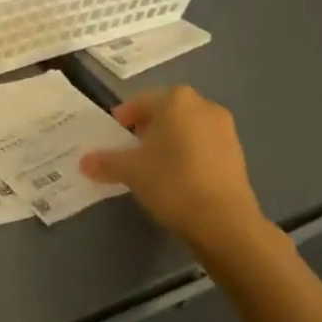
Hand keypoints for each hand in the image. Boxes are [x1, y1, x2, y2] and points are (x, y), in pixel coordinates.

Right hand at [79, 86, 275, 273]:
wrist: (224, 222)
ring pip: (186, 128)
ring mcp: (225, 129)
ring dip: (169, 141)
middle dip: (146, 128)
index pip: (139, 102)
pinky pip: (203, 144)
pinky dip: (188, 154)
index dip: (122, 119)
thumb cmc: (172, 182)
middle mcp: (203, 105)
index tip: (113, 138)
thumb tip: (84, 162)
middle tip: (131, 151)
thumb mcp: (130, 171)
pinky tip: (178, 178)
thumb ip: (105, 162)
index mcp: (175, 100)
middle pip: (165, 112)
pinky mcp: (237, 153)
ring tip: (154, 166)